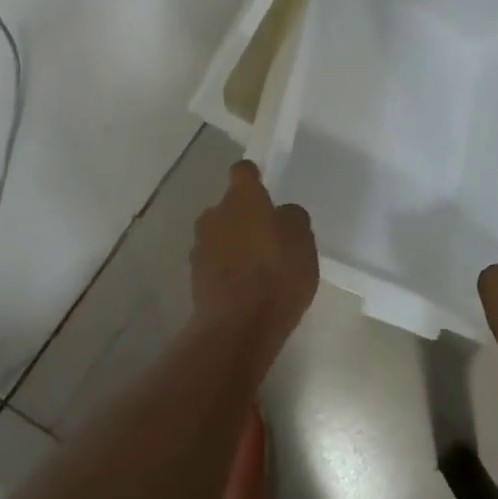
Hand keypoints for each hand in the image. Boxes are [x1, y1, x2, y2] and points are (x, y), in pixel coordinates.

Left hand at [192, 161, 318, 355]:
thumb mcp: (302, 240)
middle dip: (244, 217)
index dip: (254, 177)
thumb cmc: (276, 273)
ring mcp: (200, 246)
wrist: (238, 326)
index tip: (264, 186)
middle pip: (229, 206)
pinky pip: (214, 263)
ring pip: (219, 235)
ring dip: (233, 244)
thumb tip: (282, 214)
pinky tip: (244, 288)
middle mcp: (214, 214)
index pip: (243, 172)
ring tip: (256, 267)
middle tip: (267, 236)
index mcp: (242, 198)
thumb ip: (292, 218)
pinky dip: (226, 270)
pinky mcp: (194, 277)